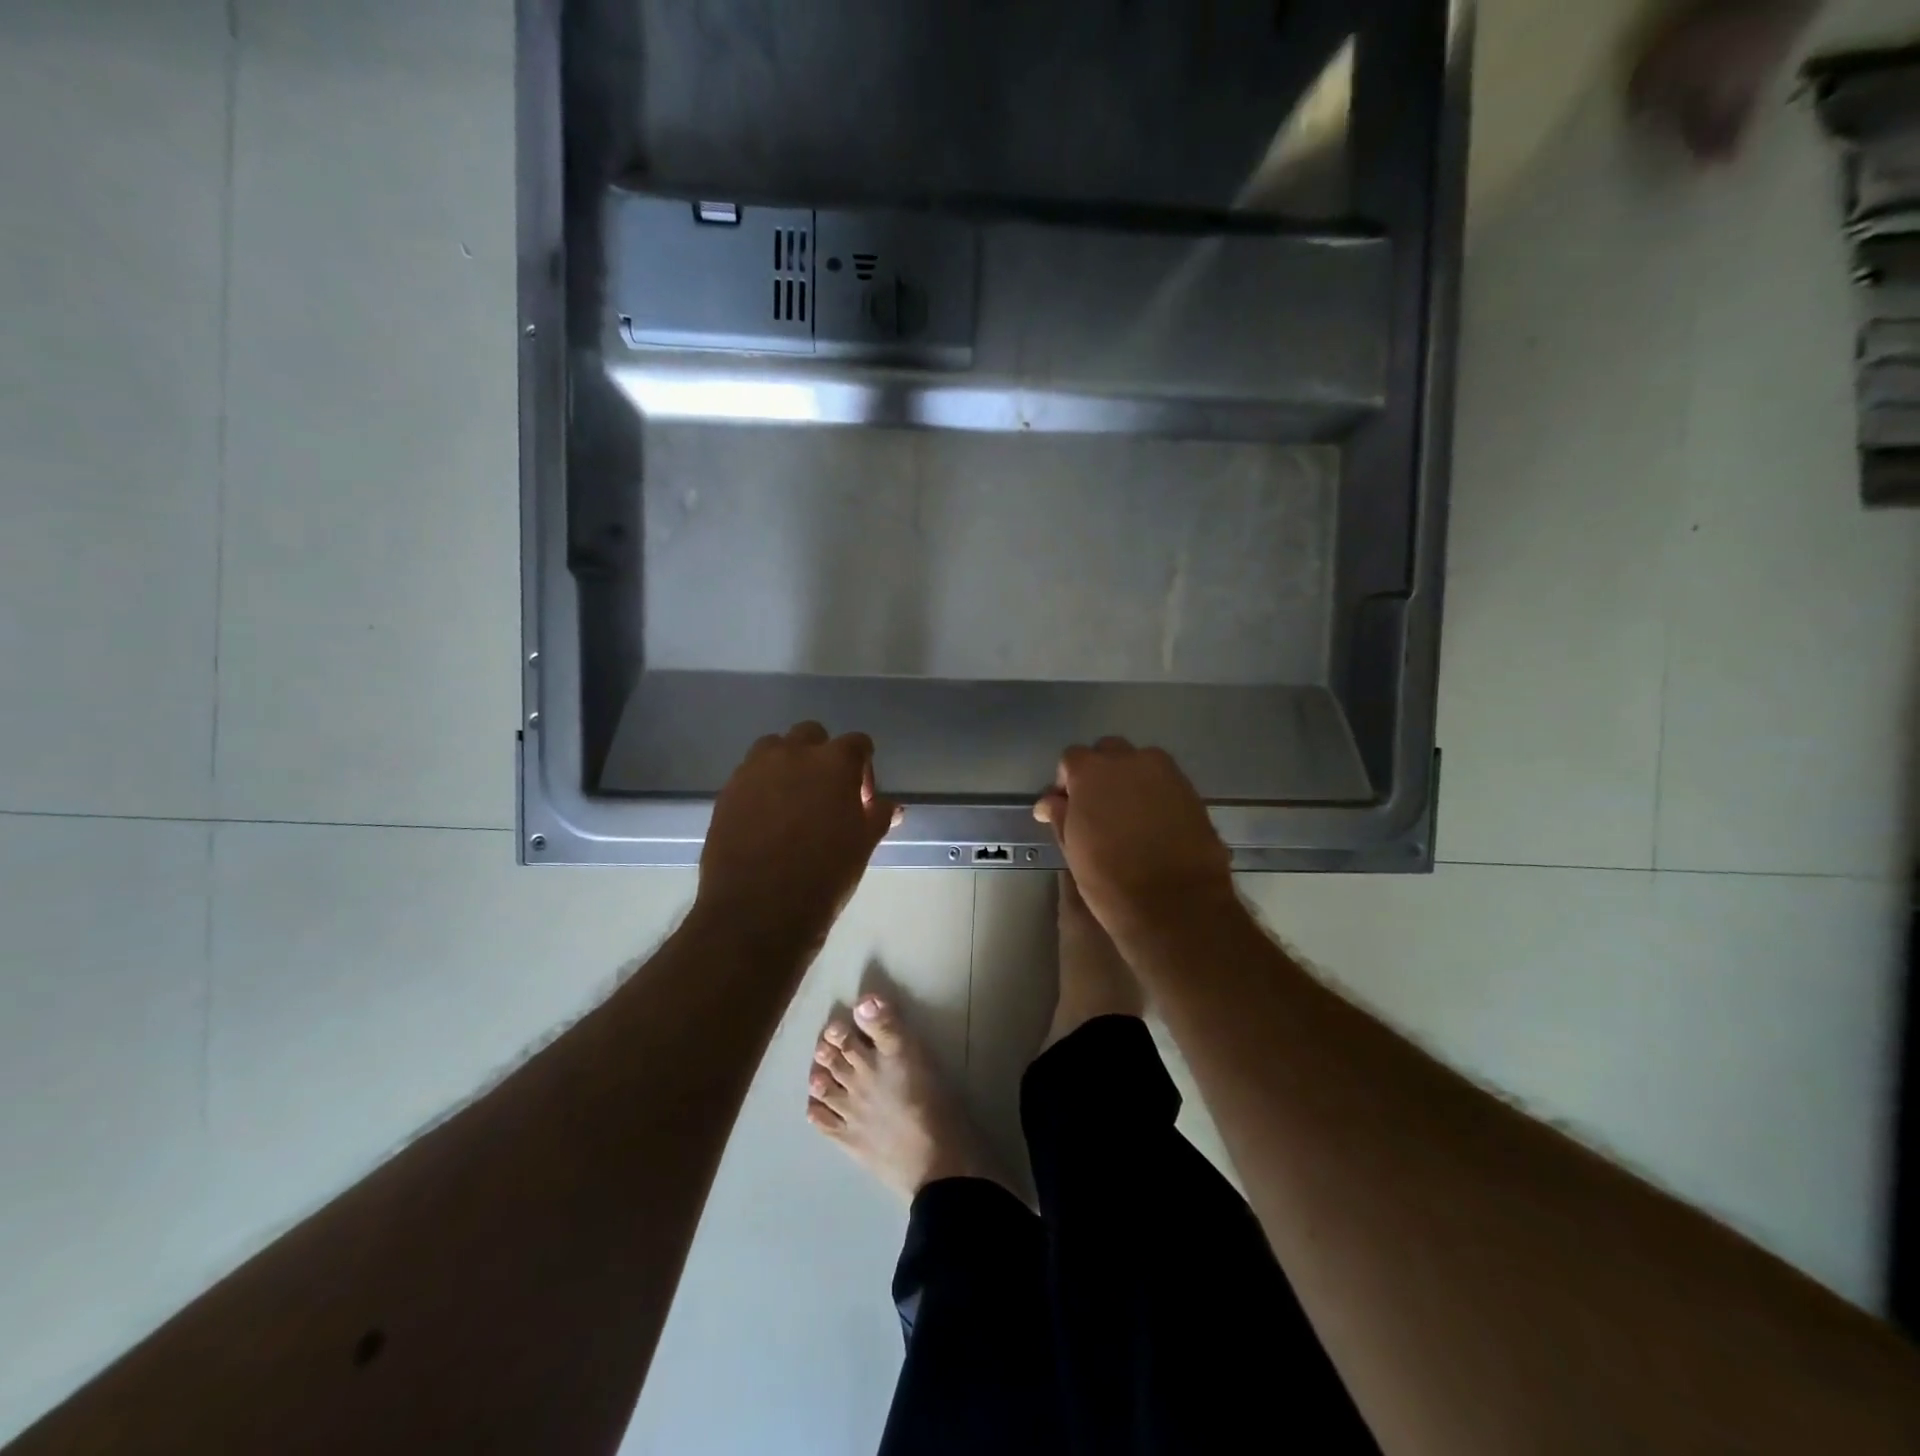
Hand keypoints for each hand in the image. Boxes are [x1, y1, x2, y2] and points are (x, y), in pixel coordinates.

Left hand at [697, 722, 900, 950]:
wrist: (758, 911)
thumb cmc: (824, 876)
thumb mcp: (863, 846)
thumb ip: (878, 816)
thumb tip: (890, 806)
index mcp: (833, 762)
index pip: (857, 744)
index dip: (863, 769)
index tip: (861, 801)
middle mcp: (792, 754)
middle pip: (811, 735)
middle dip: (821, 758)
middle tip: (826, 796)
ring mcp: (753, 770)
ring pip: (774, 748)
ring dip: (787, 765)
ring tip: (791, 803)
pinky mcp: (726, 792)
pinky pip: (749, 776)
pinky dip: (761, 787)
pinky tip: (766, 822)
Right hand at [1033, 738, 1234, 940]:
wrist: (1176, 904)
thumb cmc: (1110, 880)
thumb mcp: (1073, 849)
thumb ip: (1060, 816)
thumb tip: (1049, 802)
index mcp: (1092, 771)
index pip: (1072, 758)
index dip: (1067, 781)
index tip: (1067, 806)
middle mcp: (1130, 761)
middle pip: (1108, 752)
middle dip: (1100, 772)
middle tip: (1097, 806)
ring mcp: (1166, 773)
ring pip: (1140, 764)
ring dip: (1129, 780)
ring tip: (1127, 814)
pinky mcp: (1192, 791)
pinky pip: (1164, 782)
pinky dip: (1154, 794)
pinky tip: (1152, 823)